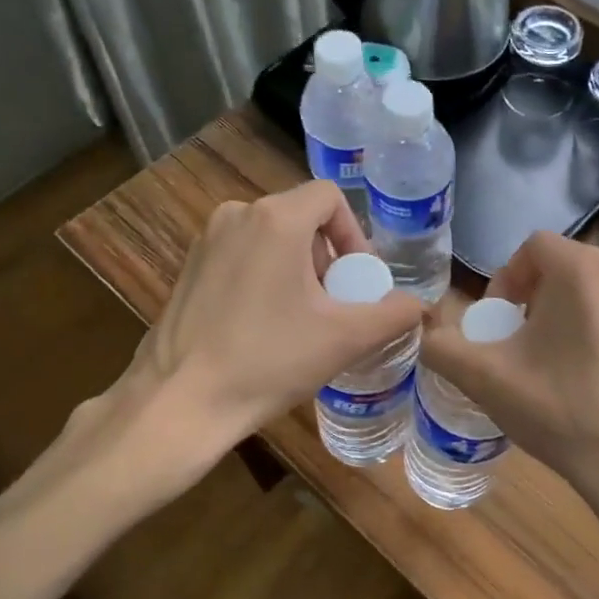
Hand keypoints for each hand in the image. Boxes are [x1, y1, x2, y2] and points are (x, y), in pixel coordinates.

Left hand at [131, 180, 422, 448]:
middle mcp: (237, 215)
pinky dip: (265, 276)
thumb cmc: (268, 361)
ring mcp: (207, 240)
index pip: (329, 197)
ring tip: (303, 319)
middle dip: (327, 257)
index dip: (354, 235)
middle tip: (335, 305)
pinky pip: (242, 254)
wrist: (180, 401)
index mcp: (276, 219)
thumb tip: (419, 306)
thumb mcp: (344, 339)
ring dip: (298, 268)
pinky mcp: (189, 267)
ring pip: (271, 237)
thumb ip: (393, 315)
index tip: (357, 281)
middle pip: (301, 218)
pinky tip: (264, 325)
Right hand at [420, 232, 598, 551]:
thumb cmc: (561, 413)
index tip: (498, 323)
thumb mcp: (486, 380)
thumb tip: (426, 333)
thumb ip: (442, 347)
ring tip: (559, 363)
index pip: (533, 246)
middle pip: (567, 267)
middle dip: (536, 297)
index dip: (506, 279)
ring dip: (572, 314)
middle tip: (522, 344)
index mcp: (582, 270)